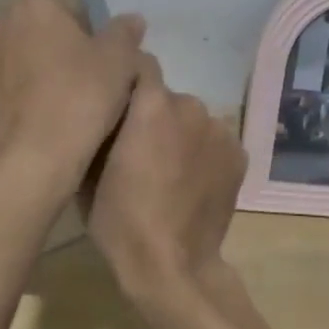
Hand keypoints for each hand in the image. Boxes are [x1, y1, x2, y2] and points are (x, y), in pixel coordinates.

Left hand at [0, 0, 145, 195]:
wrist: (29, 160)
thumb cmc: (79, 100)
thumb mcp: (119, 62)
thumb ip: (124, 33)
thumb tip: (131, 19)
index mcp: (33, 2)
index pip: (69, 8)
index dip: (88, 36)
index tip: (100, 65)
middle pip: (37, 29)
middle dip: (55, 49)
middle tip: (80, 85)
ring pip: (14, 56)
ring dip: (31, 70)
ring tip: (55, 104)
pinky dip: (13, 94)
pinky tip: (32, 118)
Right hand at [87, 53, 247, 297]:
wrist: (172, 265)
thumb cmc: (119, 218)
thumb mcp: (88, 170)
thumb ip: (99, 128)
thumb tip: (102, 109)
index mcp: (151, 105)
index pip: (141, 63)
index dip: (127, 78)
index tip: (116, 99)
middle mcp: (190, 106)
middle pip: (167, 96)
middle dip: (152, 113)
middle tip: (139, 146)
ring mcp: (220, 130)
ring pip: (192, 118)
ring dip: (179, 131)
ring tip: (168, 167)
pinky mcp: (239, 154)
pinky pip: (213, 139)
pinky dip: (202, 151)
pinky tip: (192, 180)